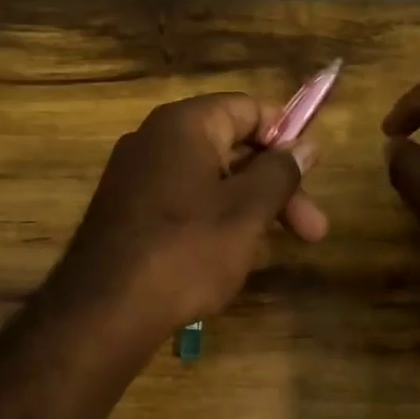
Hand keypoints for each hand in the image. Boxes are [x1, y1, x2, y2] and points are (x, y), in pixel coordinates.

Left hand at [53, 93, 328, 341]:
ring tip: (270, 250)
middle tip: (313, 230)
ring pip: (208, 180)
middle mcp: (153, 140)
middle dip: (275, 187)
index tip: (313, 172)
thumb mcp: (247, 211)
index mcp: (183, 125)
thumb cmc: (186, 250)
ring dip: (248, 209)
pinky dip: (212, 222)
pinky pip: (182, 203)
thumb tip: (304, 145)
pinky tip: (230, 258)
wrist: (106, 310)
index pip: (248, 108)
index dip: (286, 136)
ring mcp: (134, 178)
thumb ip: (280, 172)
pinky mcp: (126, 213)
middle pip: (231, 147)